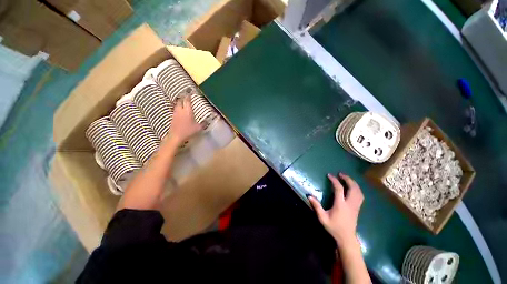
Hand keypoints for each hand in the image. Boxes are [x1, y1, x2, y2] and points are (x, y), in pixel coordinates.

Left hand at [169, 95, 201, 143]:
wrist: (176, 136)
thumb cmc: (188, 131)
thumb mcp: (198, 128)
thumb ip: (203, 123)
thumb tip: (208, 120)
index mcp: (188, 111)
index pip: (187, 100)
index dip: (188, 95)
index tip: (190, 91)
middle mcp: (181, 110)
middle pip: (180, 100)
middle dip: (183, 97)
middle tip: (186, 95)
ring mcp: (175, 113)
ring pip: (177, 105)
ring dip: (180, 102)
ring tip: (183, 102)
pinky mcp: (173, 117)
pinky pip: (175, 110)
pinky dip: (178, 108)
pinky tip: (180, 110)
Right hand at [308, 173, 363, 244]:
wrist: (347, 238)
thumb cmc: (334, 228)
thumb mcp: (323, 218)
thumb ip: (316, 206)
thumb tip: (309, 196)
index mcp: (341, 205)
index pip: (339, 189)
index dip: (334, 180)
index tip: (330, 175)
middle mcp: (350, 204)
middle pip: (353, 188)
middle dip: (347, 179)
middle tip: (341, 174)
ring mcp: (355, 206)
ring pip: (358, 191)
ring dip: (353, 183)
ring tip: (347, 178)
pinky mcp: (358, 208)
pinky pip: (360, 195)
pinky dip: (357, 189)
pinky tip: (353, 187)